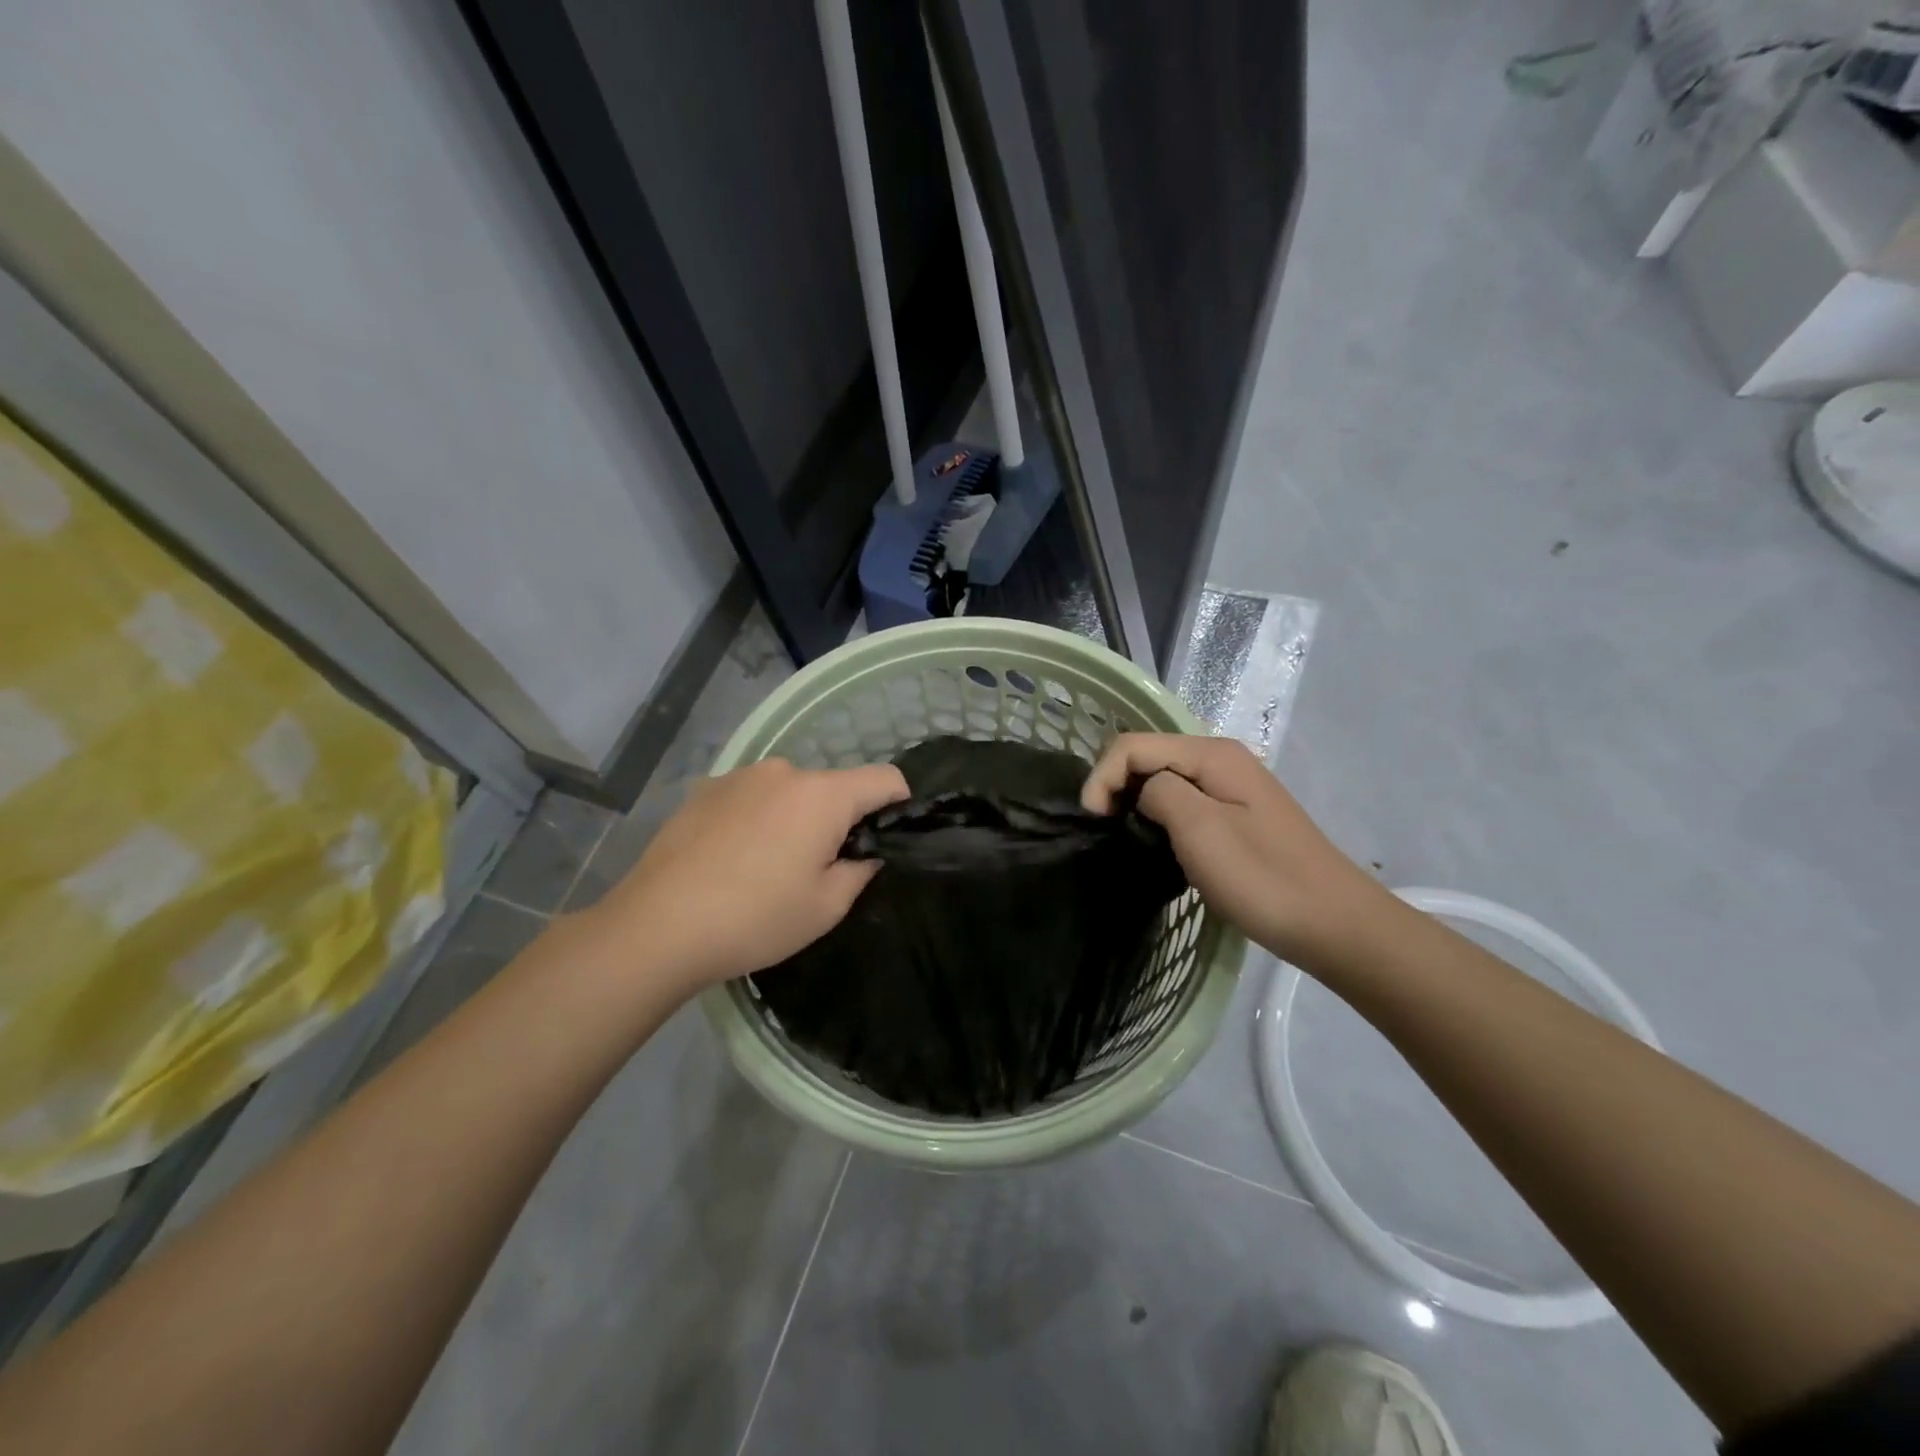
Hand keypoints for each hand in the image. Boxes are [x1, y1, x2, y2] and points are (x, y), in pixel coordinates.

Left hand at [588, 758, 908, 993]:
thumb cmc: (755, 918)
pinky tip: (731, 859)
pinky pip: (752, 797)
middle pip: (833, 786)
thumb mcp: (826, 906)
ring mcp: (740, 776)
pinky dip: (757, 818)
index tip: (889, 837)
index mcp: (822, 794)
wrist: (657, 926)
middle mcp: (784, 771)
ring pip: (790, 791)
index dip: (898, 803)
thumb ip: (860, 871)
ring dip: (794, 817)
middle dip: (838, 819)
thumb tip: (865, 854)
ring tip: (767, 866)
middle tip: (818, 868)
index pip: (885, 777)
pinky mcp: (705, 789)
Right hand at [1082, 733, 1385, 965]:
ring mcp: (1231, 789)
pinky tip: (1159, 846)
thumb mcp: (1200, 829)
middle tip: (1106, 833)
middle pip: (1147, 757)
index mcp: (1212, 754)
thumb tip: (1144, 794)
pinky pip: (1183, 803)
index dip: (1102, 777)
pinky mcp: (1237, 816)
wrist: (1335, 925)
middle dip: (1116, 787)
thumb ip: (1159, 793)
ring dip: (1135, 804)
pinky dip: (1159, 818)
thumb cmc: (1263, 878)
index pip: (1132, 745)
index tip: (1092, 823)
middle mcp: (1221, 760)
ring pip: (1163, 781)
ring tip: (1125, 841)